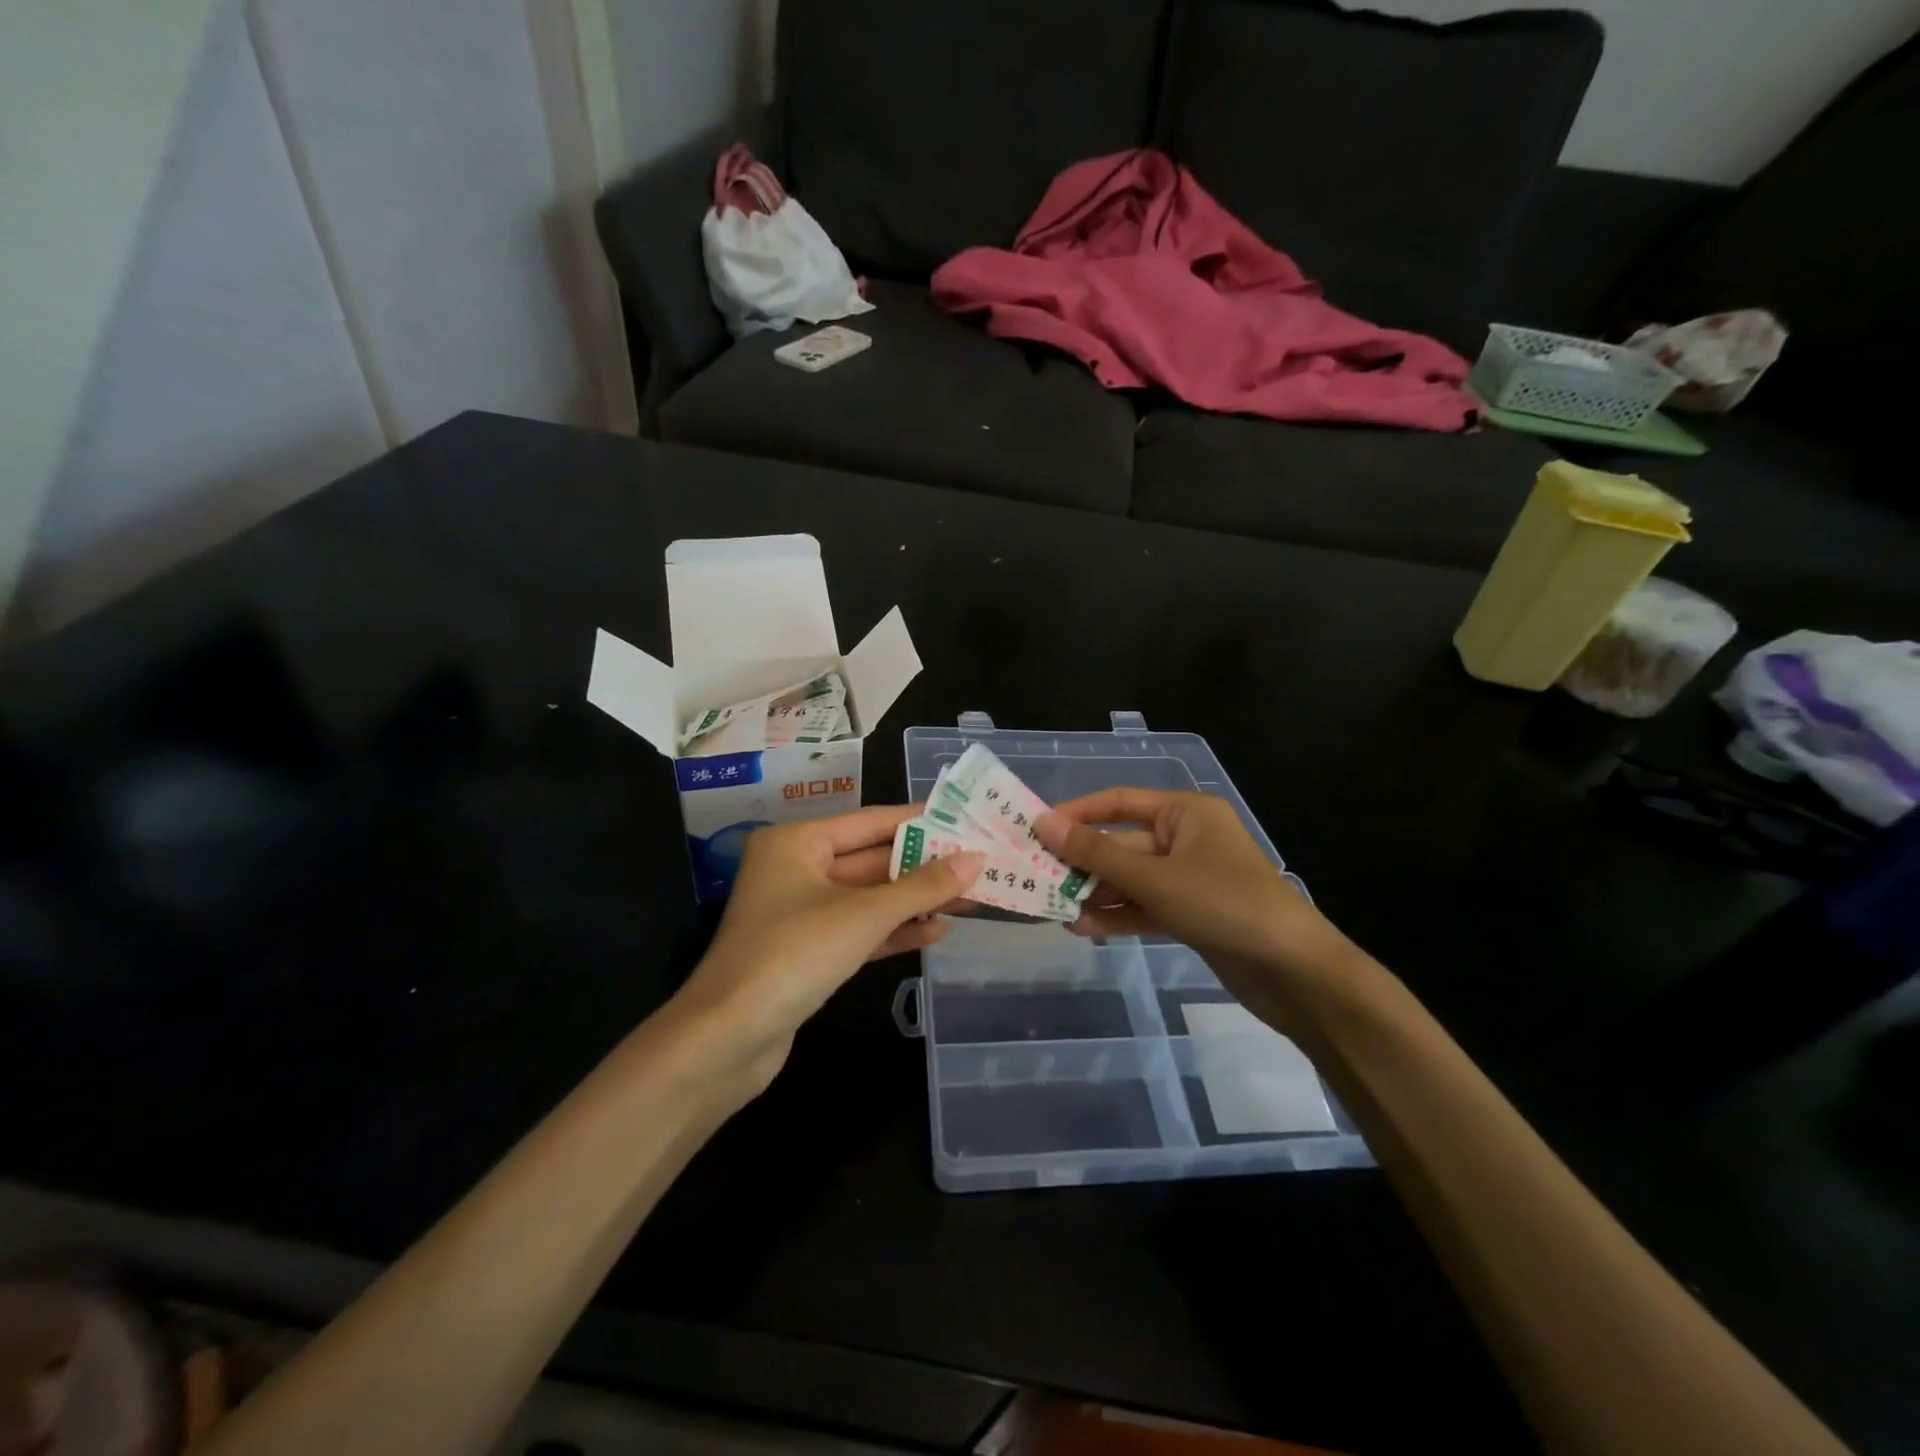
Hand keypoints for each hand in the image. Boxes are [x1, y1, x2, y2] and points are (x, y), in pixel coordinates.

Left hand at [672, 805, 981, 1092]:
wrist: (728, 1038)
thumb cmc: (795, 953)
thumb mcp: (864, 915)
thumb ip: (921, 886)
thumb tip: (975, 860)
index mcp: (797, 842)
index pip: (870, 821)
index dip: (918, 821)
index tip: (964, 819)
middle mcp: (796, 869)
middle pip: (870, 860)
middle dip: (922, 866)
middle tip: (977, 864)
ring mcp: (800, 914)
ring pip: (868, 899)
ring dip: (914, 901)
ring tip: (969, 899)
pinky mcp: (807, 953)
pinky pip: (858, 931)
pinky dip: (893, 931)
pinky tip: (936, 931)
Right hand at [1035, 789, 1350, 1011]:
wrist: (1294, 972)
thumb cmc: (1225, 904)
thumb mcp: (1154, 877)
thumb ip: (1096, 854)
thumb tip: (1044, 824)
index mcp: (1184, 813)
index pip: (1118, 802)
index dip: (1076, 814)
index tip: (1035, 830)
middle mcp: (1185, 839)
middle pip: (1121, 844)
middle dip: (1082, 863)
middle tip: (1035, 877)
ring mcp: (1189, 879)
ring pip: (1130, 879)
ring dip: (1095, 893)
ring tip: (1053, 909)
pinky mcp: (1191, 914)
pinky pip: (1144, 906)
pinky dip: (1118, 915)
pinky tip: (1084, 928)